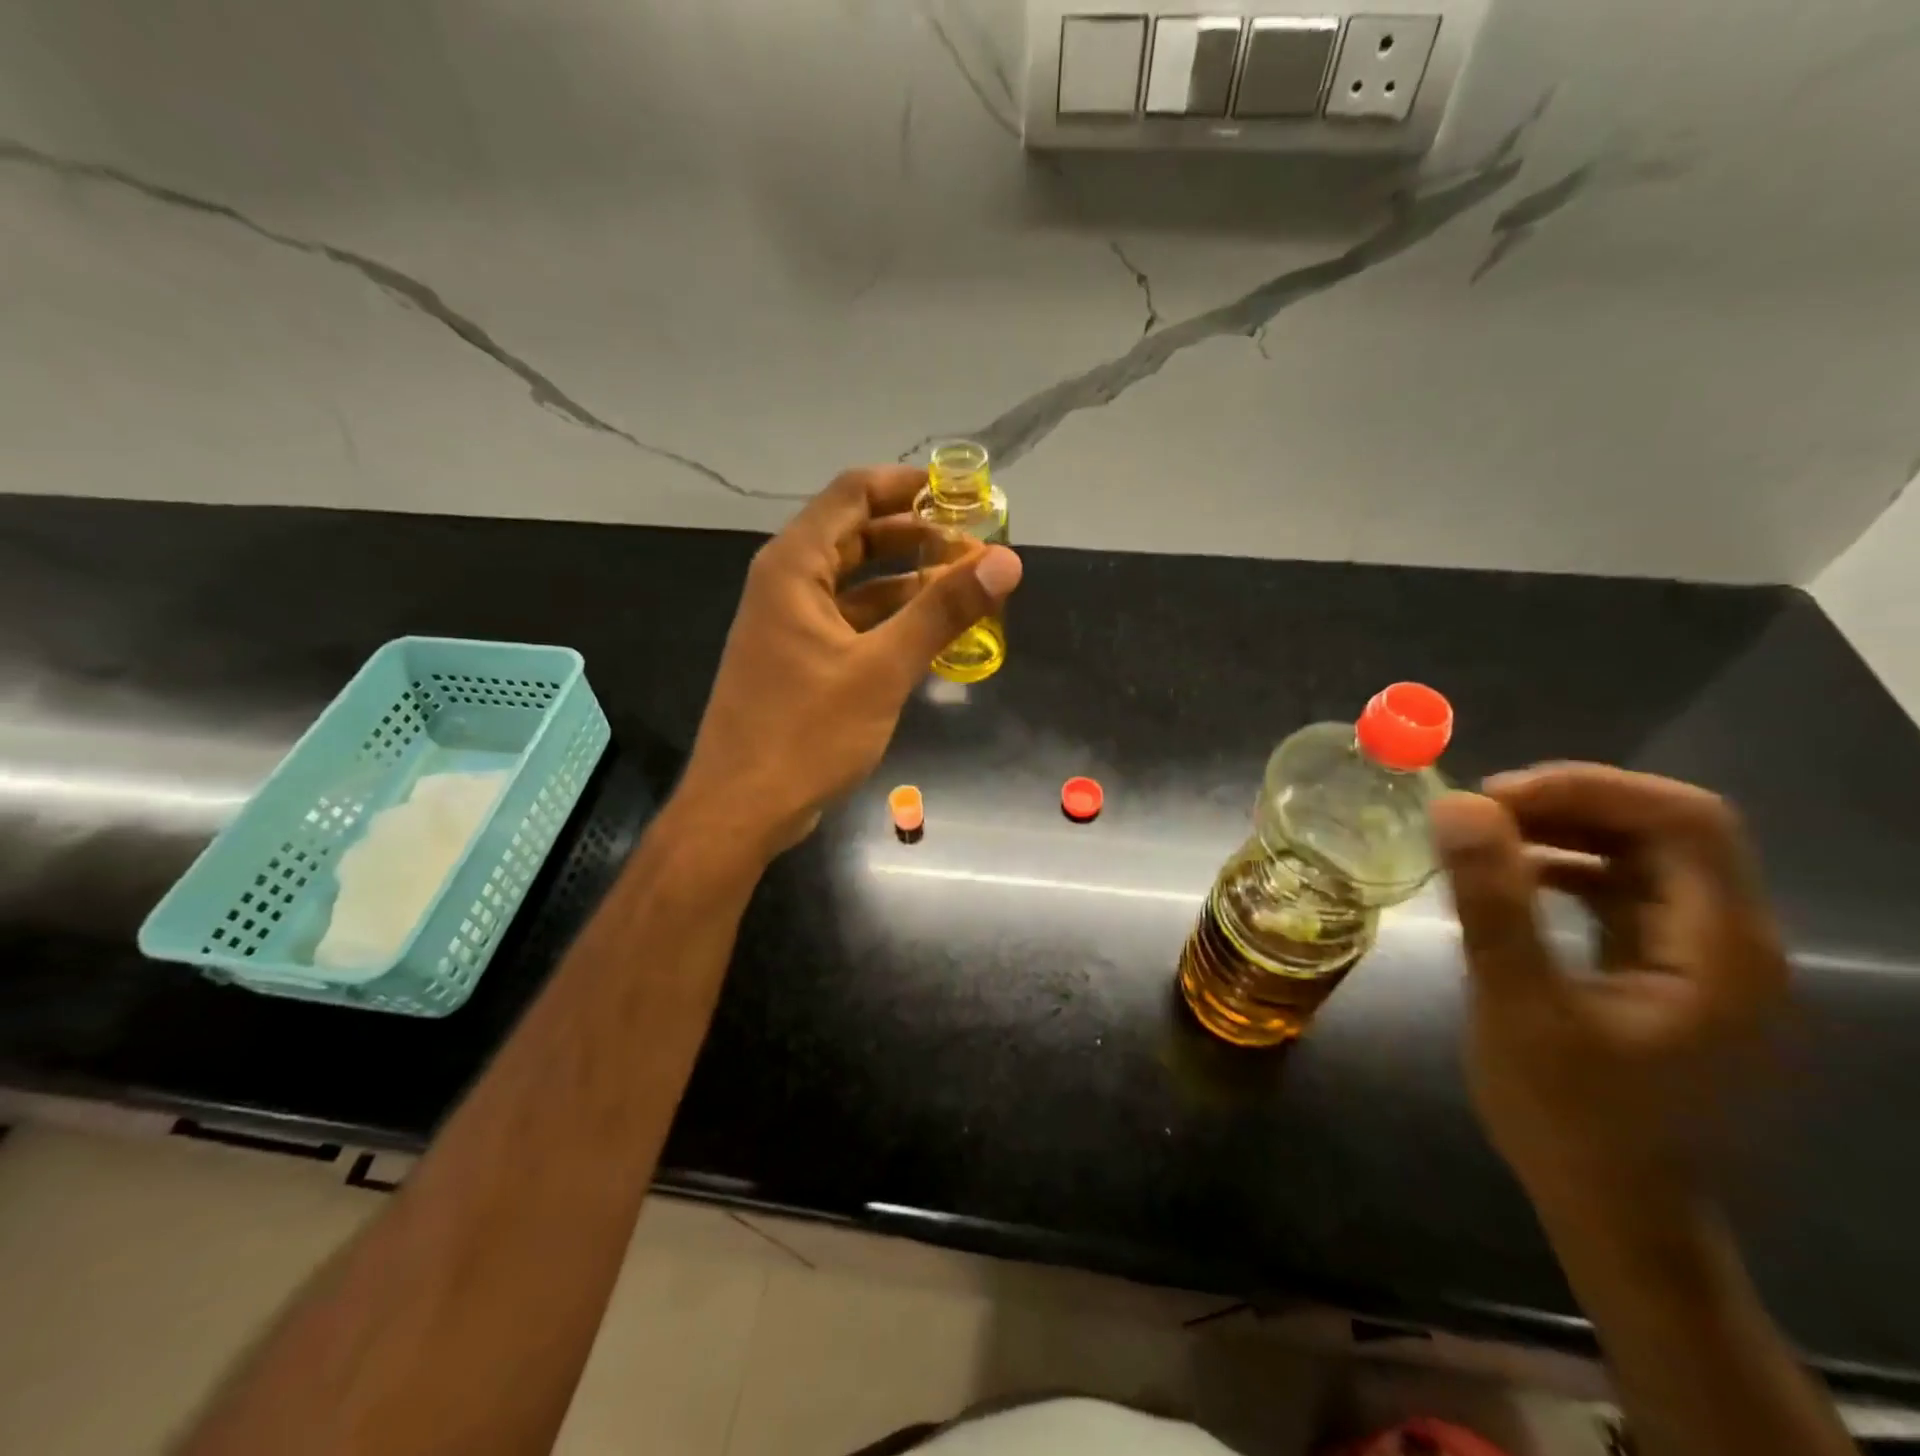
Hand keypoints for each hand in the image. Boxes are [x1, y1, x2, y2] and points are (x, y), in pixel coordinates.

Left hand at [674, 465, 1021, 858]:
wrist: (741, 809)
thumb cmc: (806, 733)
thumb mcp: (883, 669)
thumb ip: (943, 612)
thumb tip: (1006, 561)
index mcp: (794, 567)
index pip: (853, 494)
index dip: (908, 486)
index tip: (961, 493)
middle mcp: (786, 584)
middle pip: (855, 535)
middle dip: (916, 535)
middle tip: (974, 545)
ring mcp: (790, 624)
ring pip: (855, 583)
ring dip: (907, 581)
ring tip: (965, 587)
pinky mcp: (798, 660)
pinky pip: (850, 622)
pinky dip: (889, 620)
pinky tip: (930, 633)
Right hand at [1430, 765, 1789, 1209]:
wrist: (1614, 1211)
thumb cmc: (1570, 1116)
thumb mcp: (1518, 1006)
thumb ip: (1494, 902)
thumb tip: (1457, 805)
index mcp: (1721, 948)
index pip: (1685, 821)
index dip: (1589, 788)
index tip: (1494, 796)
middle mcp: (1730, 940)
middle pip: (1668, 829)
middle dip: (1569, 803)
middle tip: (1478, 812)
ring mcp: (1700, 956)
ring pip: (1643, 855)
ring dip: (1563, 831)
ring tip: (1482, 836)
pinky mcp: (1664, 969)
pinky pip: (1623, 891)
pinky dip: (1565, 868)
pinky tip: (1511, 879)